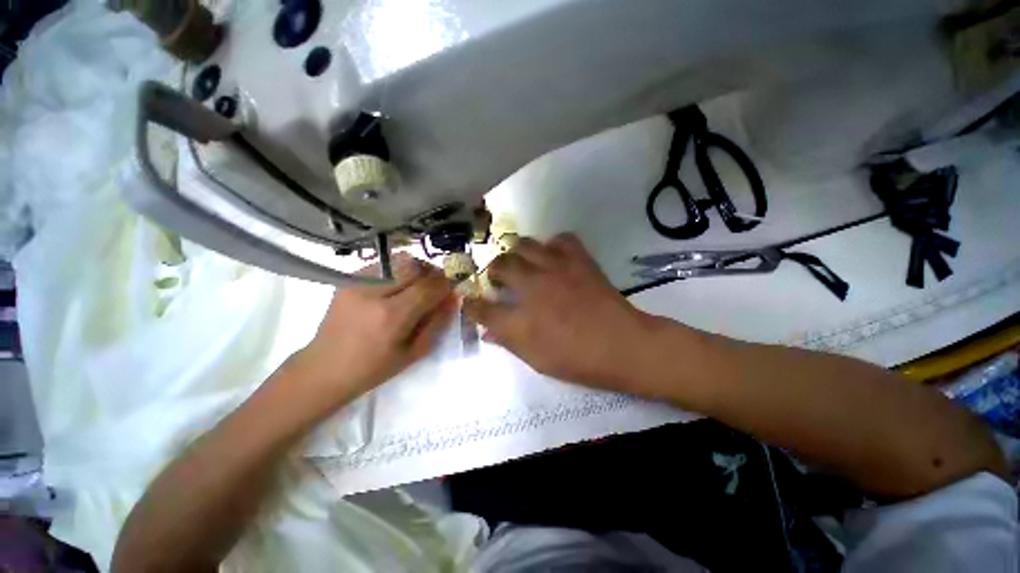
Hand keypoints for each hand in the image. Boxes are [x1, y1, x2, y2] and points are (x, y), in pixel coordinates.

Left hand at [289, 254, 456, 413]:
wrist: (324, 368)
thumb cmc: (374, 368)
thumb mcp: (414, 352)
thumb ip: (438, 322)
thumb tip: (454, 297)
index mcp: (393, 316)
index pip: (430, 286)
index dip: (447, 282)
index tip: (455, 285)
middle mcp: (374, 292)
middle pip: (416, 266)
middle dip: (433, 273)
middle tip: (437, 286)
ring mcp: (358, 283)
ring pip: (400, 261)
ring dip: (417, 270)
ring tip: (417, 286)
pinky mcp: (348, 279)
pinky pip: (384, 264)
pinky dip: (398, 271)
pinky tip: (396, 287)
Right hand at [464, 234, 657, 394]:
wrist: (622, 345)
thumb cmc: (577, 359)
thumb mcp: (536, 359)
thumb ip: (508, 341)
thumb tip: (487, 331)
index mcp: (520, 319)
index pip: (482, 307)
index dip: (471, 304)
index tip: (469, 300)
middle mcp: (533, 287)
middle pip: (500, 265)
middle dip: (493, 270)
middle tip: (498, 278)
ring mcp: (556, 269)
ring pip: (524, 244)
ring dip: (516, 252)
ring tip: (521, 262)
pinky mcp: (579, 260)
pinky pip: (560, 238)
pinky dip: (552, 244)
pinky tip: (552, 256)